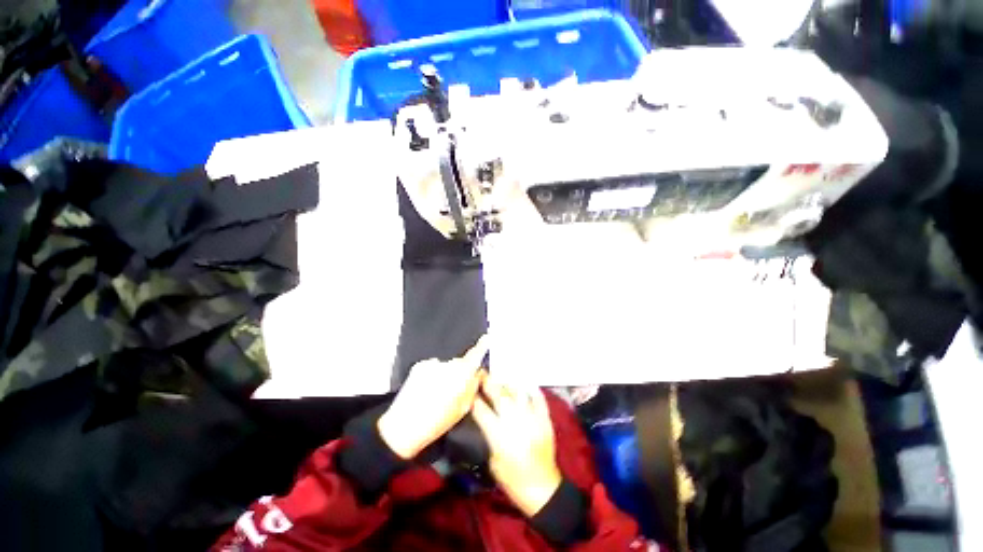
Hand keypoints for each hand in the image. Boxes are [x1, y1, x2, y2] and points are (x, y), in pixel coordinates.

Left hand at [378, 336, 488, 458]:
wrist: (404, 427)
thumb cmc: (436, 422)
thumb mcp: (463, 408)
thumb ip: (473, 387)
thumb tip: (477, 374)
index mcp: (462, 375)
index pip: (475, 354)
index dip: (482, 345)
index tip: (486, 338)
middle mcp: (448, 365)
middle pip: (460, 363)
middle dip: (460, 372)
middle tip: (453, 391)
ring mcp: (433, 363)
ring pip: (445, 366)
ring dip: (444, 375)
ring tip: (436, 395)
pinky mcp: (420, 365)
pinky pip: (432, 367)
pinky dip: (432, 375)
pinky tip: (426, 390)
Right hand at [471, 375, 562, 516]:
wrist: (542, 489)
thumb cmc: (513, 480)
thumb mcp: (493, 460)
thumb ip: (489, 435)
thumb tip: (485, 417)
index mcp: (499, 435)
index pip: (481, 410)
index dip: (473, 397)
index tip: (468, 388)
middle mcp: (515, 421)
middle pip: (499, 395)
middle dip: (488, 383)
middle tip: (482, 374)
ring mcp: (532, 417)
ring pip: (518, 392)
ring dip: (508, 383)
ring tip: (502, 377)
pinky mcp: (545, 418)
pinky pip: (538, 397)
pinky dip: (532, 389)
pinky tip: (525, 383)